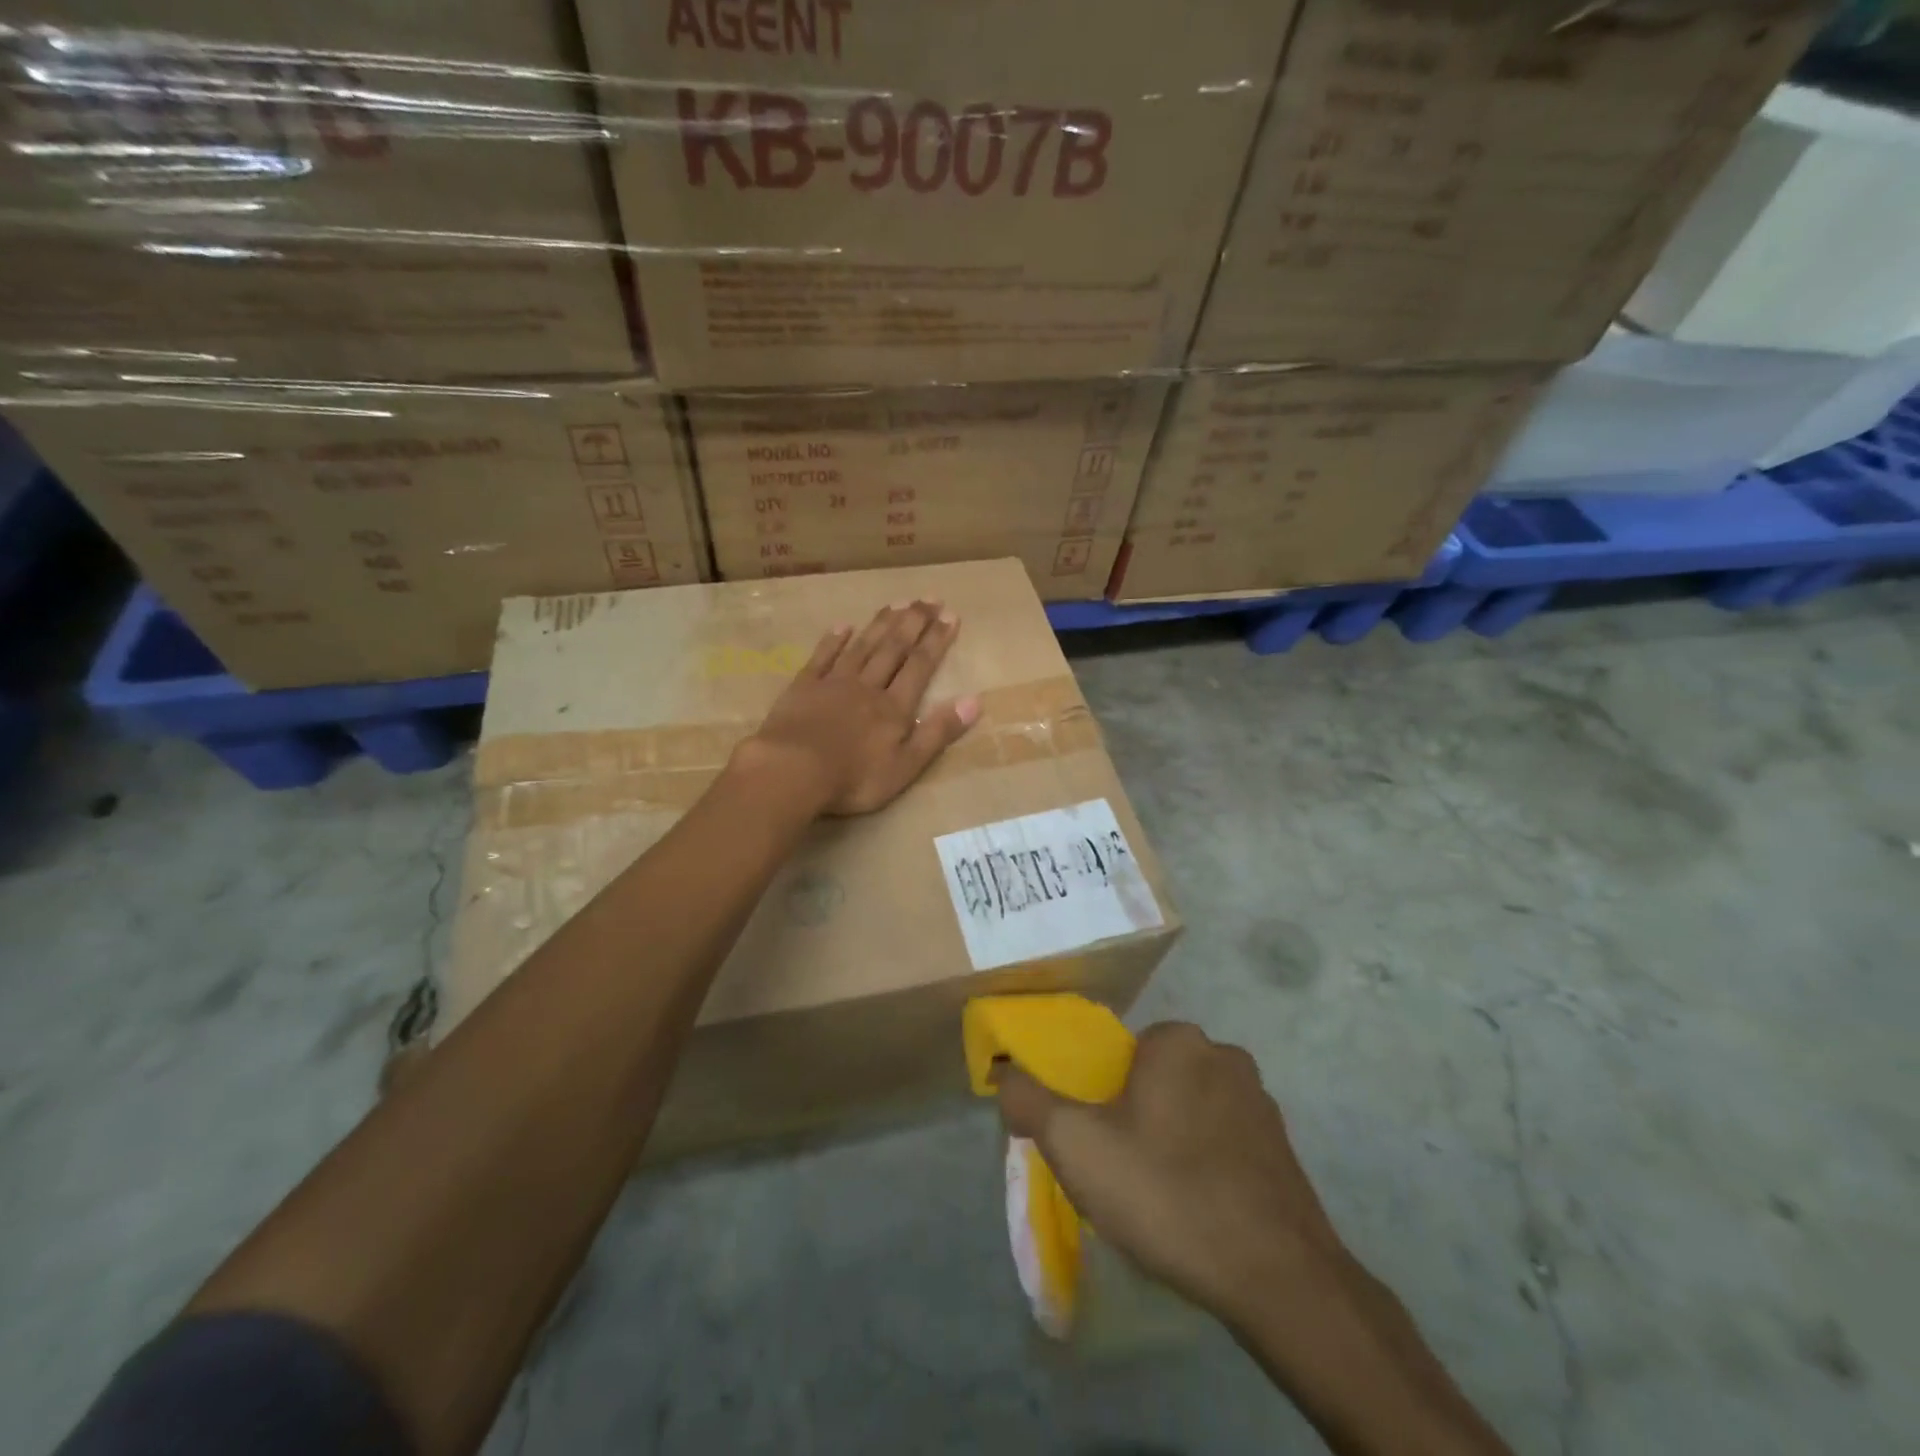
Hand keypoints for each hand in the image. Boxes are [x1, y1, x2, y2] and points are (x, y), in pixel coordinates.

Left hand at [737, 601, 980, 816]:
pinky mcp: (803, 688)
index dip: (936, 640)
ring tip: (897, 602)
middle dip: (913, 622)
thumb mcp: (906, 765)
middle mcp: (868, 687)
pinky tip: (843, 625)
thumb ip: (938, 732)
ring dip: (881, 624)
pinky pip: (822, 657)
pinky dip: (834, 640)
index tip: (950, 615)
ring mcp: (833, 683)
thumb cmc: (854, 778)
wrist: (792, 772)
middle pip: (894, 649)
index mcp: (894, 707)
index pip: (920, 666)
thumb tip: (975, 701)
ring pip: (863, 647)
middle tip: (929, 597)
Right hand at [1002, 1025, 1515, 1454]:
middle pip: (1158, 1079)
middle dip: (1138, 1116)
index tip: (1100, 1142)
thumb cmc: (1166, 1192)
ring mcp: (1261, 1101)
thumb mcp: (1076, 1146)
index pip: (1123, 1054)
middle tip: (1125, 1172)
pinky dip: (1209, 1164)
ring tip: (1162, 1198)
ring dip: (1174, 1140)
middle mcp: (1223, 1054)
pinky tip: (1201, 1211)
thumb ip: (1030, 1101)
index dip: (1103, 1097)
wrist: (1276, 1276)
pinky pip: (1227, 1141)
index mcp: (1176, 1041)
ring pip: (1193, 1109)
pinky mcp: (1285, 1147)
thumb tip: (1002, 1072)